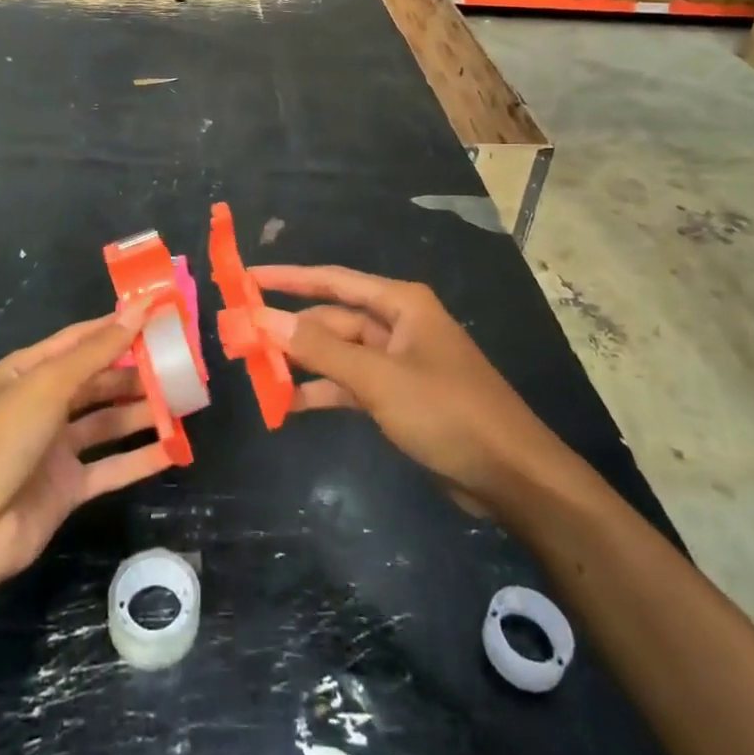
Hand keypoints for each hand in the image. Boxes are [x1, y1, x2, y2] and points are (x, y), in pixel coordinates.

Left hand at [0, 309, 171, 593]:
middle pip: (96, 381)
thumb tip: (138, 308)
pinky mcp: (65, 489)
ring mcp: (53, 449)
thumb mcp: (47, 386)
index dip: (116, 327)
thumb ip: (97, 351)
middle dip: (134, 372)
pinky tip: (174, 449)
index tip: (158, 315)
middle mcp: (39, 405)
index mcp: (25, 372)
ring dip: (141, 412)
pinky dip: (139, 458)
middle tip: (179, 363)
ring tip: (183, 401)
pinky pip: (109, 467)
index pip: (79, 340)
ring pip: (106, 423)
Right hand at [250, 265, 568, 514]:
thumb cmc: (447, 412)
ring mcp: (399, 362)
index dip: (288, 278)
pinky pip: (351, 384)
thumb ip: (320, 349)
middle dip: (291, 329)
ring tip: (257, 371)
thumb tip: (265, 319)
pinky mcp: (400, 396)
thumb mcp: (379, 379)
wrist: (511, 476)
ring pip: (339, 353)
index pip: (333, 281)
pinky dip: (325, 392)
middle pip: (333, 319)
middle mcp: (398, 324)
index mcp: (400, 304)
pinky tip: (291, 405)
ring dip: (303, 363)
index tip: (247, 278)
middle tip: (241, 337)